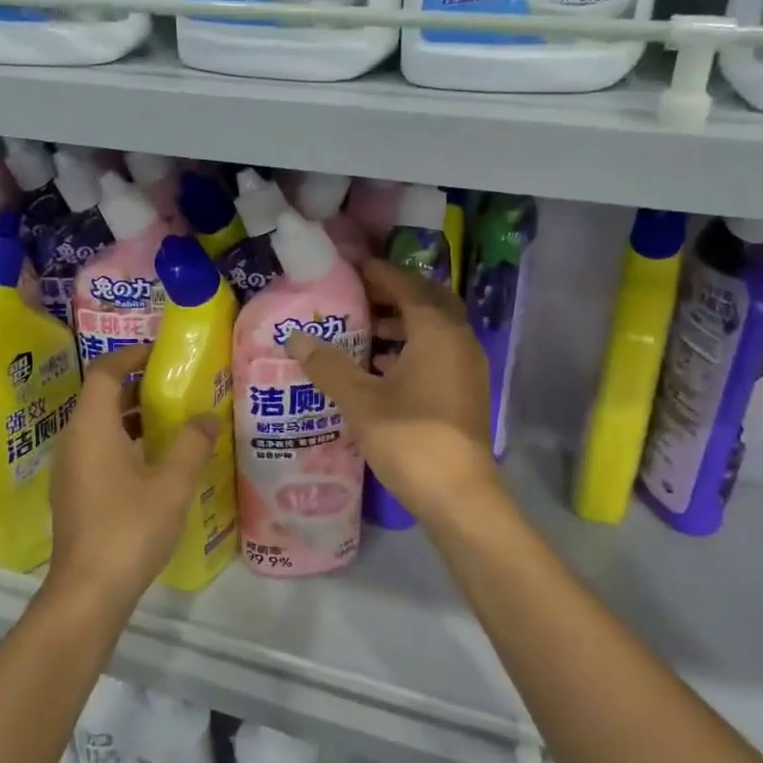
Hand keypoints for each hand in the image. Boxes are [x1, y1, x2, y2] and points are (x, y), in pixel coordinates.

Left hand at [47, 344, 217, 609]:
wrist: (89, 591)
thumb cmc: (130, 528)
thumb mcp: (172, 483)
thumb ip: (192, 444)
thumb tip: (208, 417)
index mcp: (92, 428)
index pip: (105, 372)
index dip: (131, 355)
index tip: (162, 352)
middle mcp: (74, 441)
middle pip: (102, 398)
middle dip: (138, 385)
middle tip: (177, 385)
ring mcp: (70, 469)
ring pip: (100, 426)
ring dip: (133, 416)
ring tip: (173, 419)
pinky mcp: (75, 493)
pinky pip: (99, 450)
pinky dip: (126, 441)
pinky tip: (156, 461)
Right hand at [283, 260, 498, 524]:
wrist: (459, 494)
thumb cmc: (410, 438)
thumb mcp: (361, 400)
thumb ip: (328, 365)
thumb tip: (294, 338)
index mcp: (437, 332)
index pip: (408, 287)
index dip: (381, 274)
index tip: (355, 268)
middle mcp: (459, 341)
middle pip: (429, 302)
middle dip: (397, 295)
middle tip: (361, 297)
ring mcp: (468, 367)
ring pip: (437, 330)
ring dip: (405, 324)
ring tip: (366, 332)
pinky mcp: (467, 392)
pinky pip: (440, 353)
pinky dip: (415, 349)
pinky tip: (384, 369)